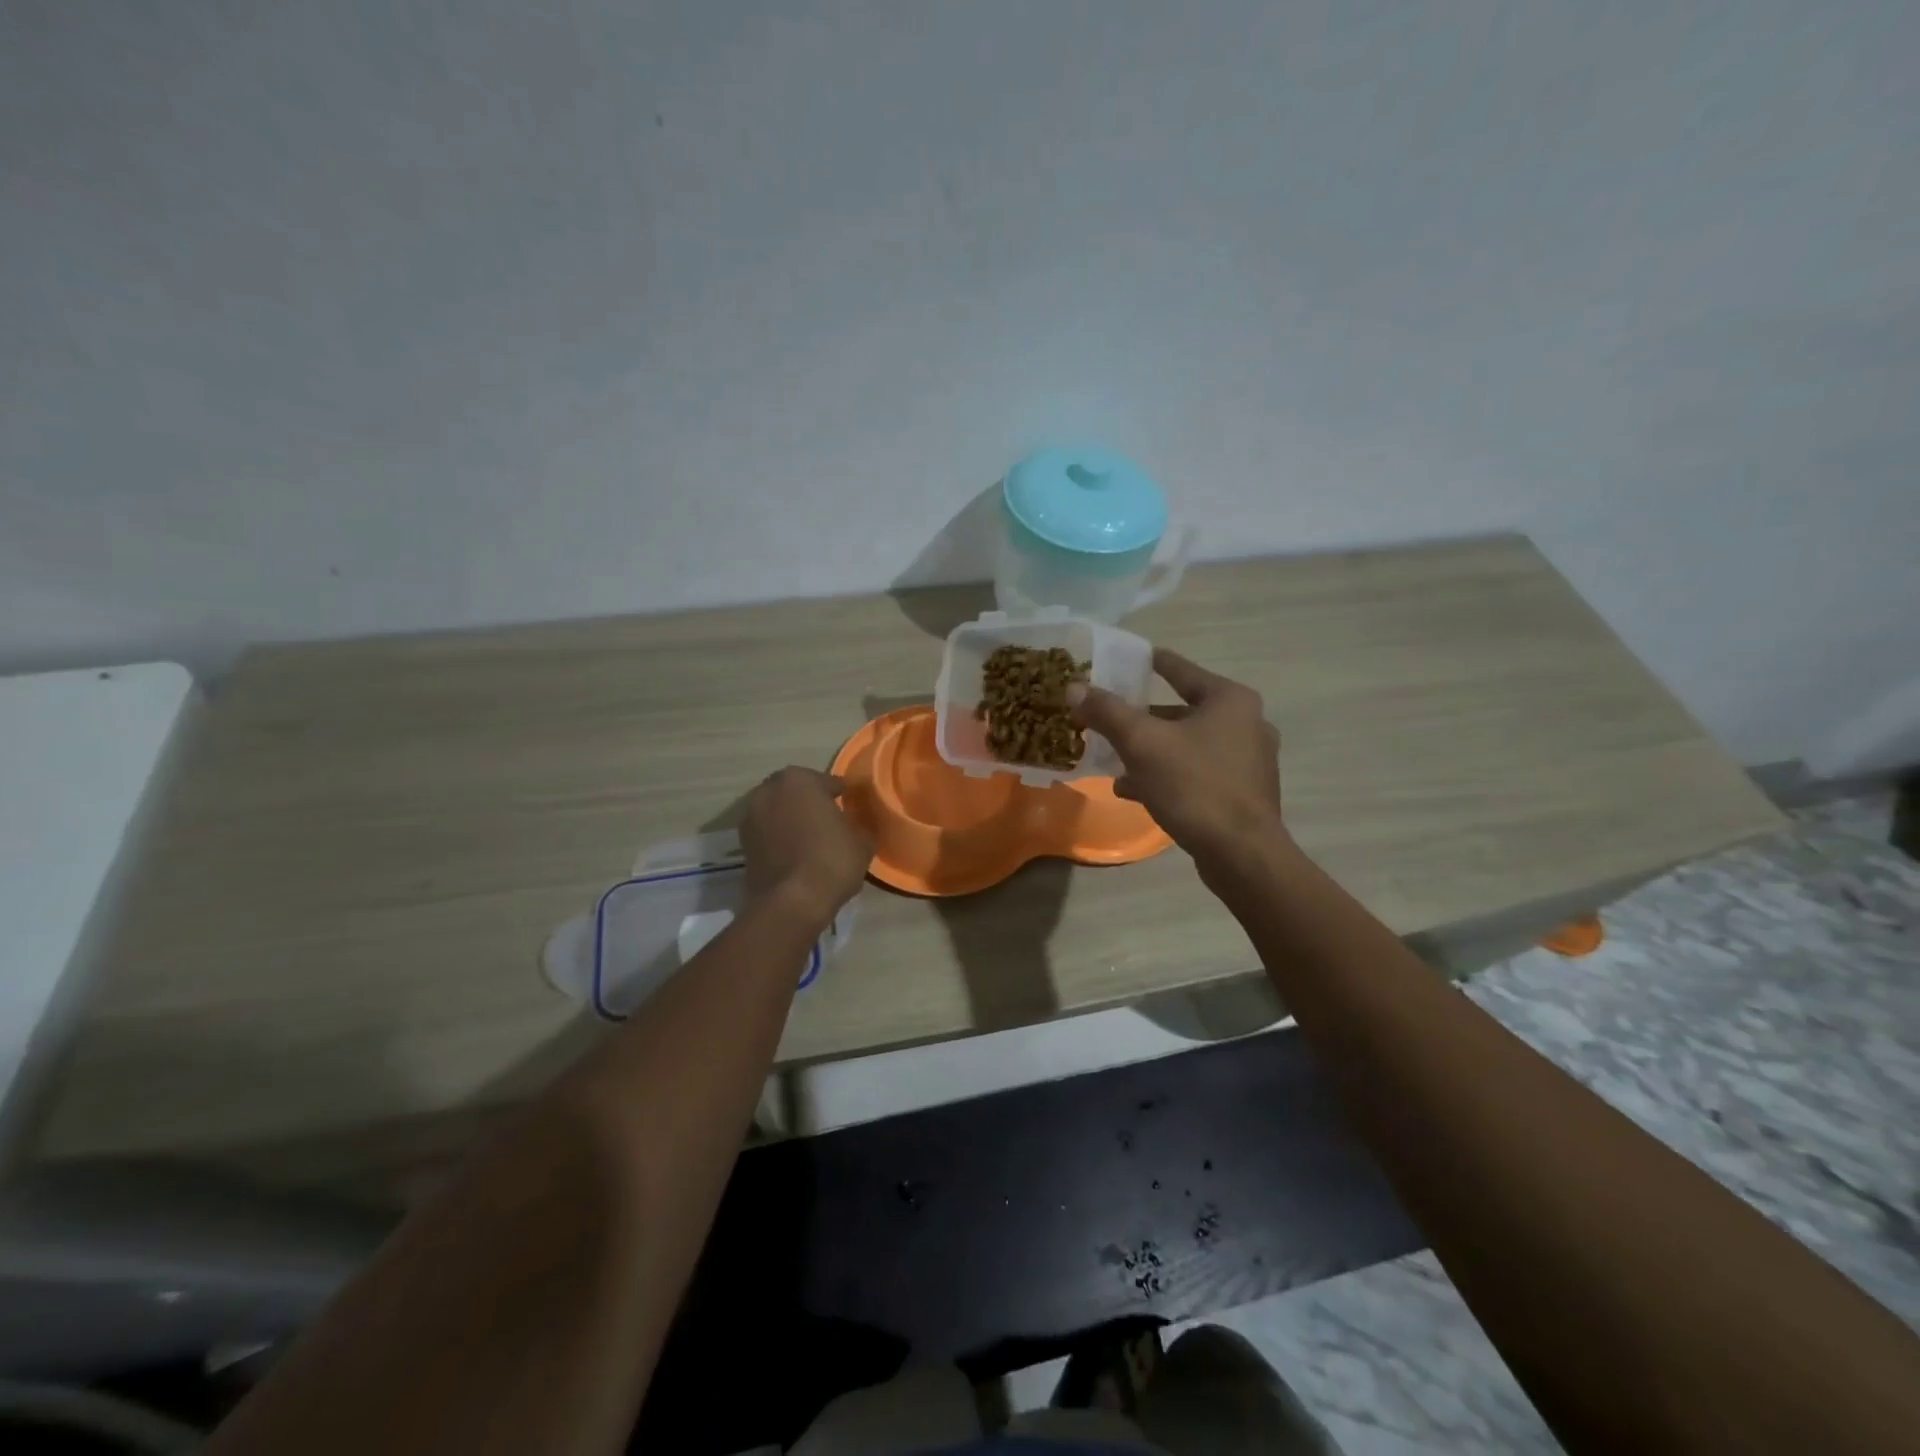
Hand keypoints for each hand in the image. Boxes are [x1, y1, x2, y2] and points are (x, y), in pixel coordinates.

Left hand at [741, 767, 873, 928]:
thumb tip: (854, 825)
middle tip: (828, 818)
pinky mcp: (743, 844)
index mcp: (800, 780)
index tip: (849, 805)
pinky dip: (779, 838)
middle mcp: (769, 791)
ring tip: (811, 837)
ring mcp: (751, 817)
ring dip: (791, 818)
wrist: (791, 903)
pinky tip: (796, 853)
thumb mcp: (862, 841)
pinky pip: (768, 833)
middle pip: (796, 791)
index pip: (827, 781)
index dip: (840, 794)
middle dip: (810, 801)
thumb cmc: (831, 860)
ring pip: (777, 811)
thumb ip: (858, 825)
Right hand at [1069, 648, 1285, 872]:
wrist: (1241, 855)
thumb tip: (1074, 687)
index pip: (1180, 670)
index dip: (1149, 663)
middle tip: (1108, 718)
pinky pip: (1196, 773)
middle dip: (1142, 718)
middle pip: (1181, 711)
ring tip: (1113, 760)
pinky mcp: (1242, 793)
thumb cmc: (1194, 786)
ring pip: (1186, 746)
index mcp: (1229, 700)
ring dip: (1150, 751)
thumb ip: (1107, 712)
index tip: (1125, 660)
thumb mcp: (1142, 743)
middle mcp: (1246, 723)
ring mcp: (1247, 761)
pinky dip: (1166, 776)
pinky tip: (1133, 790)